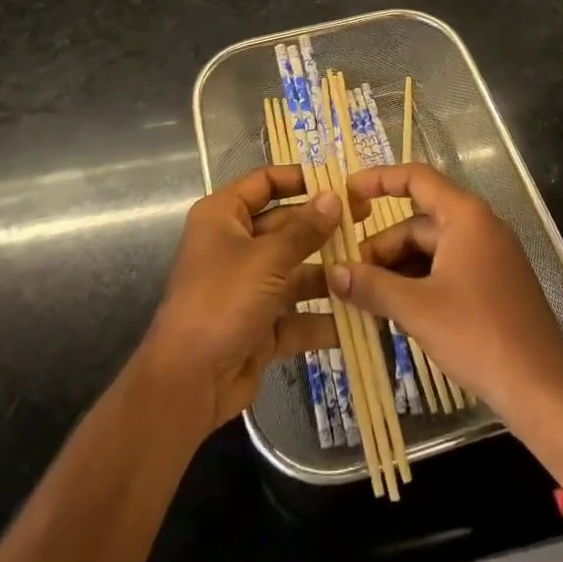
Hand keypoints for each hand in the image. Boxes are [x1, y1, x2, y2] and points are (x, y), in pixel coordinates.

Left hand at [140, 165, 340, 436]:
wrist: (189, 383)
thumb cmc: (222, 301)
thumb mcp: (266, 259)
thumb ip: (304, 229)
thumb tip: (334, 196)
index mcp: (223, 216)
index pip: (264, 182)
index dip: (299, 178)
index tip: (339, 182)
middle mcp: (235, 245)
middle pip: (285, 226)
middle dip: (324, 227)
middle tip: (367, 221)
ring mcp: (249, 287)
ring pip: (295, 271)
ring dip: (329, 273)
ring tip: (373, 266)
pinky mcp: (261, 326)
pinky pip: (297, 315)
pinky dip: (323, 317)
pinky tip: (362, 315)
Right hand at [334, 163, 562, 478]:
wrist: (544, 392)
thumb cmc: (479, 336)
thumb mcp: (417, 309)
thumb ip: (372, 286)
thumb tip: (333, 272)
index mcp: (465, 216)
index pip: (415, 178)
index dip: (378, 180)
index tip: (346, 195)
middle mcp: (479, 226)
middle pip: (418, 222)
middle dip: (382, 246)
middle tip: (349, 275)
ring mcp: (489, 257)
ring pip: (430, 250)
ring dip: (397, 269)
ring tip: (366, 299)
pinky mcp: (493, 286)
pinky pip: (446, 270)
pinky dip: (418, 284)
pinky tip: (395, 312)